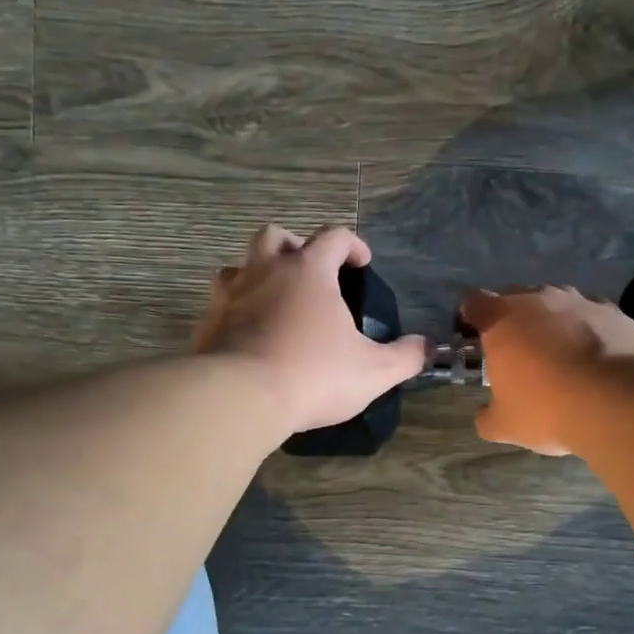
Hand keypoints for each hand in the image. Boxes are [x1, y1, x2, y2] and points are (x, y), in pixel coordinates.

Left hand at [193, 225, 427, 435]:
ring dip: (258, 275)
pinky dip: (236, 312)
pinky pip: (221, 305)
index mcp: (308, 271)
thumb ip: (405, 357)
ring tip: (275, 303)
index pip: (334, 236)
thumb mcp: (373, 371)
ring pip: (240, 267)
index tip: (363, 263)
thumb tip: (427, 347)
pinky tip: (249, 337)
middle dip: (295, 246)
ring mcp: (230, 295)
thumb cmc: (313, 375)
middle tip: (310, 273)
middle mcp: (265, 271)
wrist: (239, 398)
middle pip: (275, 236)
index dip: (352, 244)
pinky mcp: (206, 323)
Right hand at [459, 286, 633, 455]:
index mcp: (502, 319)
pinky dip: (587, 330)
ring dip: (551, 323)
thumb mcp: (506, 425)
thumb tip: (484, 415)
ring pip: (555, 304)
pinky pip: (590, 315)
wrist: (621, 401)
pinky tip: (593, 358)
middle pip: (514, 298)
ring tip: (559, 355)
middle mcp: (538, 299)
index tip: (474, 338)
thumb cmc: (549, 408)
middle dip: (512, 320)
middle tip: (516, 352)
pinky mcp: (613, 311)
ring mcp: (579, 300)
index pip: (473, 302)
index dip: (470, 318)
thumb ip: (487, 416)